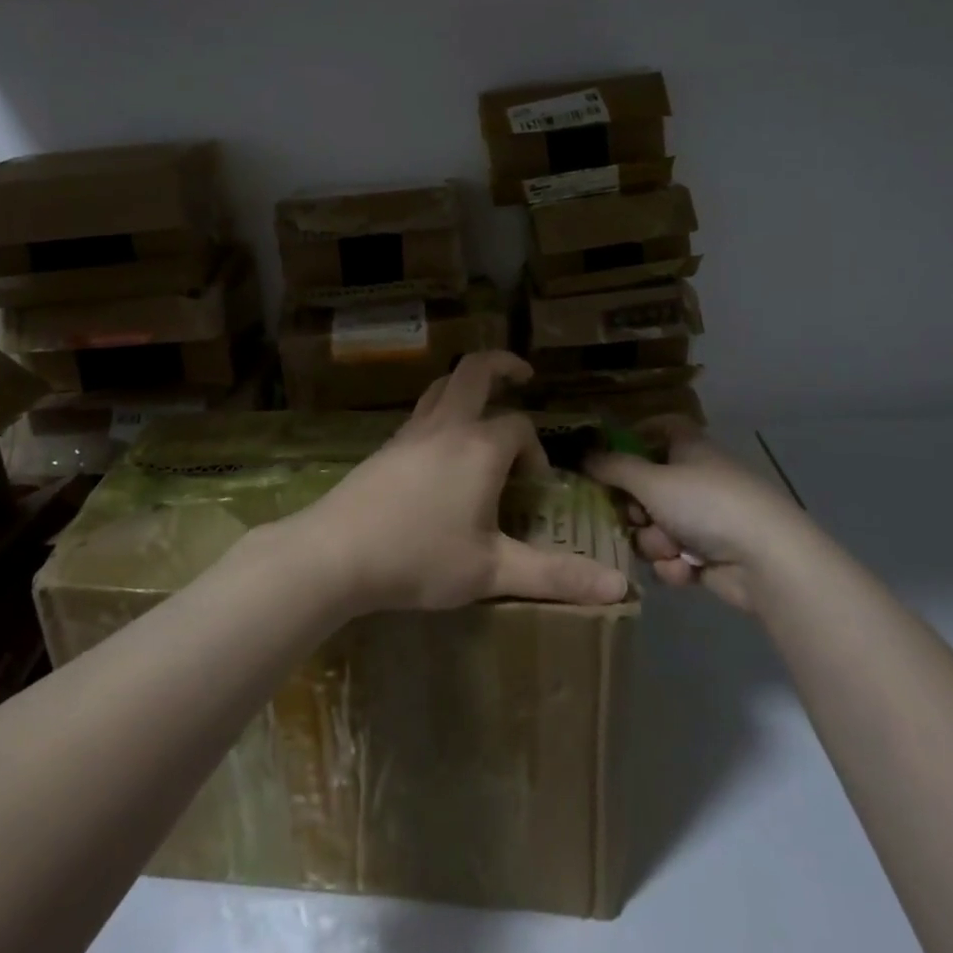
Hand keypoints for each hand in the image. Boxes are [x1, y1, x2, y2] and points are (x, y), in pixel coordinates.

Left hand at [292, 351, 632, 614]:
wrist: (334, 553)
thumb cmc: (419, 558)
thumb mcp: (492, 571)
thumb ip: (555, 575)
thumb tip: (618, 587)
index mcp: (480, 447)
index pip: (520, 428)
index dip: (535, 451)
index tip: (535, 486)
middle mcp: (447, 426)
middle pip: (475, 372)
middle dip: (503, 365)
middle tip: (523, 375)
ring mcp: (411, 432)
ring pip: (442, 386)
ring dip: (468, 384)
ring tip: (484, 401)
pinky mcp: (386, 446)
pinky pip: (422, 411)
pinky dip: (442, 408)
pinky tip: (442, 445)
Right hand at [585, 416, 810, 611]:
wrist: (766, 559)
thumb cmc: (706, 503)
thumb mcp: (652, 480)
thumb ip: (613, 468)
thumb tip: (583, 455)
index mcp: (689, 448)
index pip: (661, 428)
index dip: (635, 437)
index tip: (608, 456)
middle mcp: (696, 479)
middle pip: (648, 487)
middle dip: (636, 509)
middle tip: (630, 517)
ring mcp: (705, 519)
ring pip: (656, 527)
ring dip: (655, 542)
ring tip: (668, 549)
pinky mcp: (711, 555)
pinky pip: (675, 556)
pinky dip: (676, 564)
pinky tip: (686, 570)